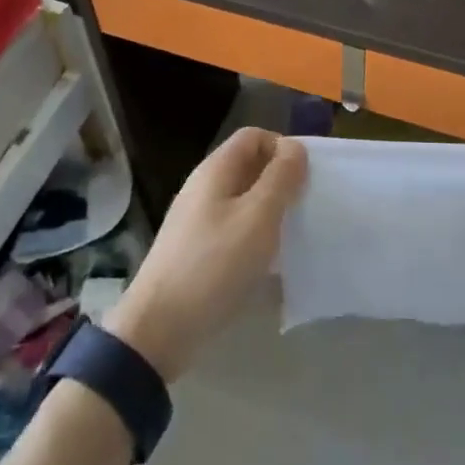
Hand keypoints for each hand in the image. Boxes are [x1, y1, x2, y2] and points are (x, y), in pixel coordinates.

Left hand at [103, 128, 305, 380]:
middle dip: (280, 181)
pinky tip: (269, 263)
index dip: (282, 147)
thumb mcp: (258, 217)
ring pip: (242, 200)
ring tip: (293, 236)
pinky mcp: (196, 250)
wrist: (159, 328)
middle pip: (248, 167)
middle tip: (305, 208)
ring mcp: (197, 220)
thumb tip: (295, 147)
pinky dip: (254, 237)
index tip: (305, 178)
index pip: (253, 136)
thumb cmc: (214, 265)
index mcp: (215, 170)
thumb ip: (280, 178)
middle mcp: (203, 188)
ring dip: (270, 211)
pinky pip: (233, 229)